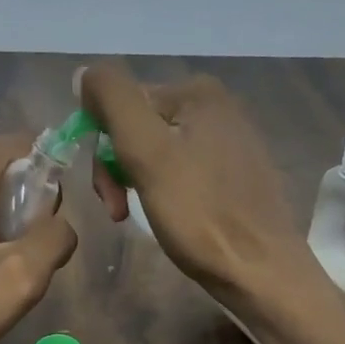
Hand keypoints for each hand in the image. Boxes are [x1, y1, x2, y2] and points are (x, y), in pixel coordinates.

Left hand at [0, 134, 77, 343]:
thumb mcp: (20, 277)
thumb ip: (55, 237)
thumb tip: (61, 224)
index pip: (26, 144)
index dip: (56, 174)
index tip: (59, 222)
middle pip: (5, 170)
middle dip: (31, 207)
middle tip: (33, 258)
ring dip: (7, 228)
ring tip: (6, 274)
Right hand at [80, 63, 315, 309]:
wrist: (260, 271)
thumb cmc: (200, 214)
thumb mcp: (147, 153)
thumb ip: (113, 101)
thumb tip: (85, 72)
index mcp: (197, 92)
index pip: (121, 106)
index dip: (102, 151)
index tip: (109, 197)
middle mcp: (219, 106)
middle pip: (140, 129)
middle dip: (120, 170)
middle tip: (119, 214)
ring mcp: (232, 141)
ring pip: (160, 154)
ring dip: (138, 185)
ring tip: (140, 220)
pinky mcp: (239, 175)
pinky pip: (185, 172)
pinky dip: (167, 193)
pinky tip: (173, 218)